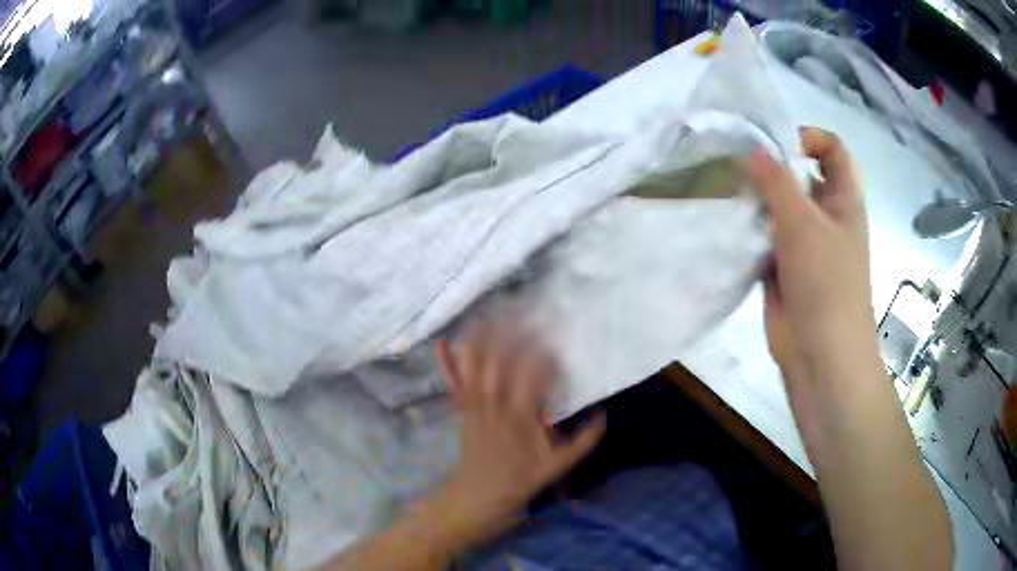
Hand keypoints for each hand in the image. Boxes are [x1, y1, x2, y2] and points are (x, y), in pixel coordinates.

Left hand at [433, 322, 605, 542]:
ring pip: (476, 365)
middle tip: (524, 311)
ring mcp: (475, 404)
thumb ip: (584, 440)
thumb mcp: (559, 464)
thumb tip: (604, 414)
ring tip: (491, 312)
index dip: (543, 356)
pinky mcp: (462, 408)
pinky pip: (454, 382)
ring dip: (482, 338)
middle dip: (512, 334)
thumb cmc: (522, 477)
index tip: (554, 343)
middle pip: (501, 361)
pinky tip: (443, 343)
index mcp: (522, 416)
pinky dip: (448, 362)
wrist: (480, 493)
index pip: (533, 376)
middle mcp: (496, 404)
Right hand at [744, 127, 875, 377]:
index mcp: (843, 200)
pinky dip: (749, 230)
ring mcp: (804, 244)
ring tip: (729, 195)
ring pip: (779, 207)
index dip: (808, 137)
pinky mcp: (783, 268)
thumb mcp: (803, 222)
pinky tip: (728, 227)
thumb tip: (752, 149)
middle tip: (738, 166)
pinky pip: (765, 237)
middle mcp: (825, 216)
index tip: (776, 145)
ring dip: (757, 200)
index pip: (832, 150)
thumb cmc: (826, 282)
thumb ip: (776, 181)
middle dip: (772, 167)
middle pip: (800, 176)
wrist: (820, 354)